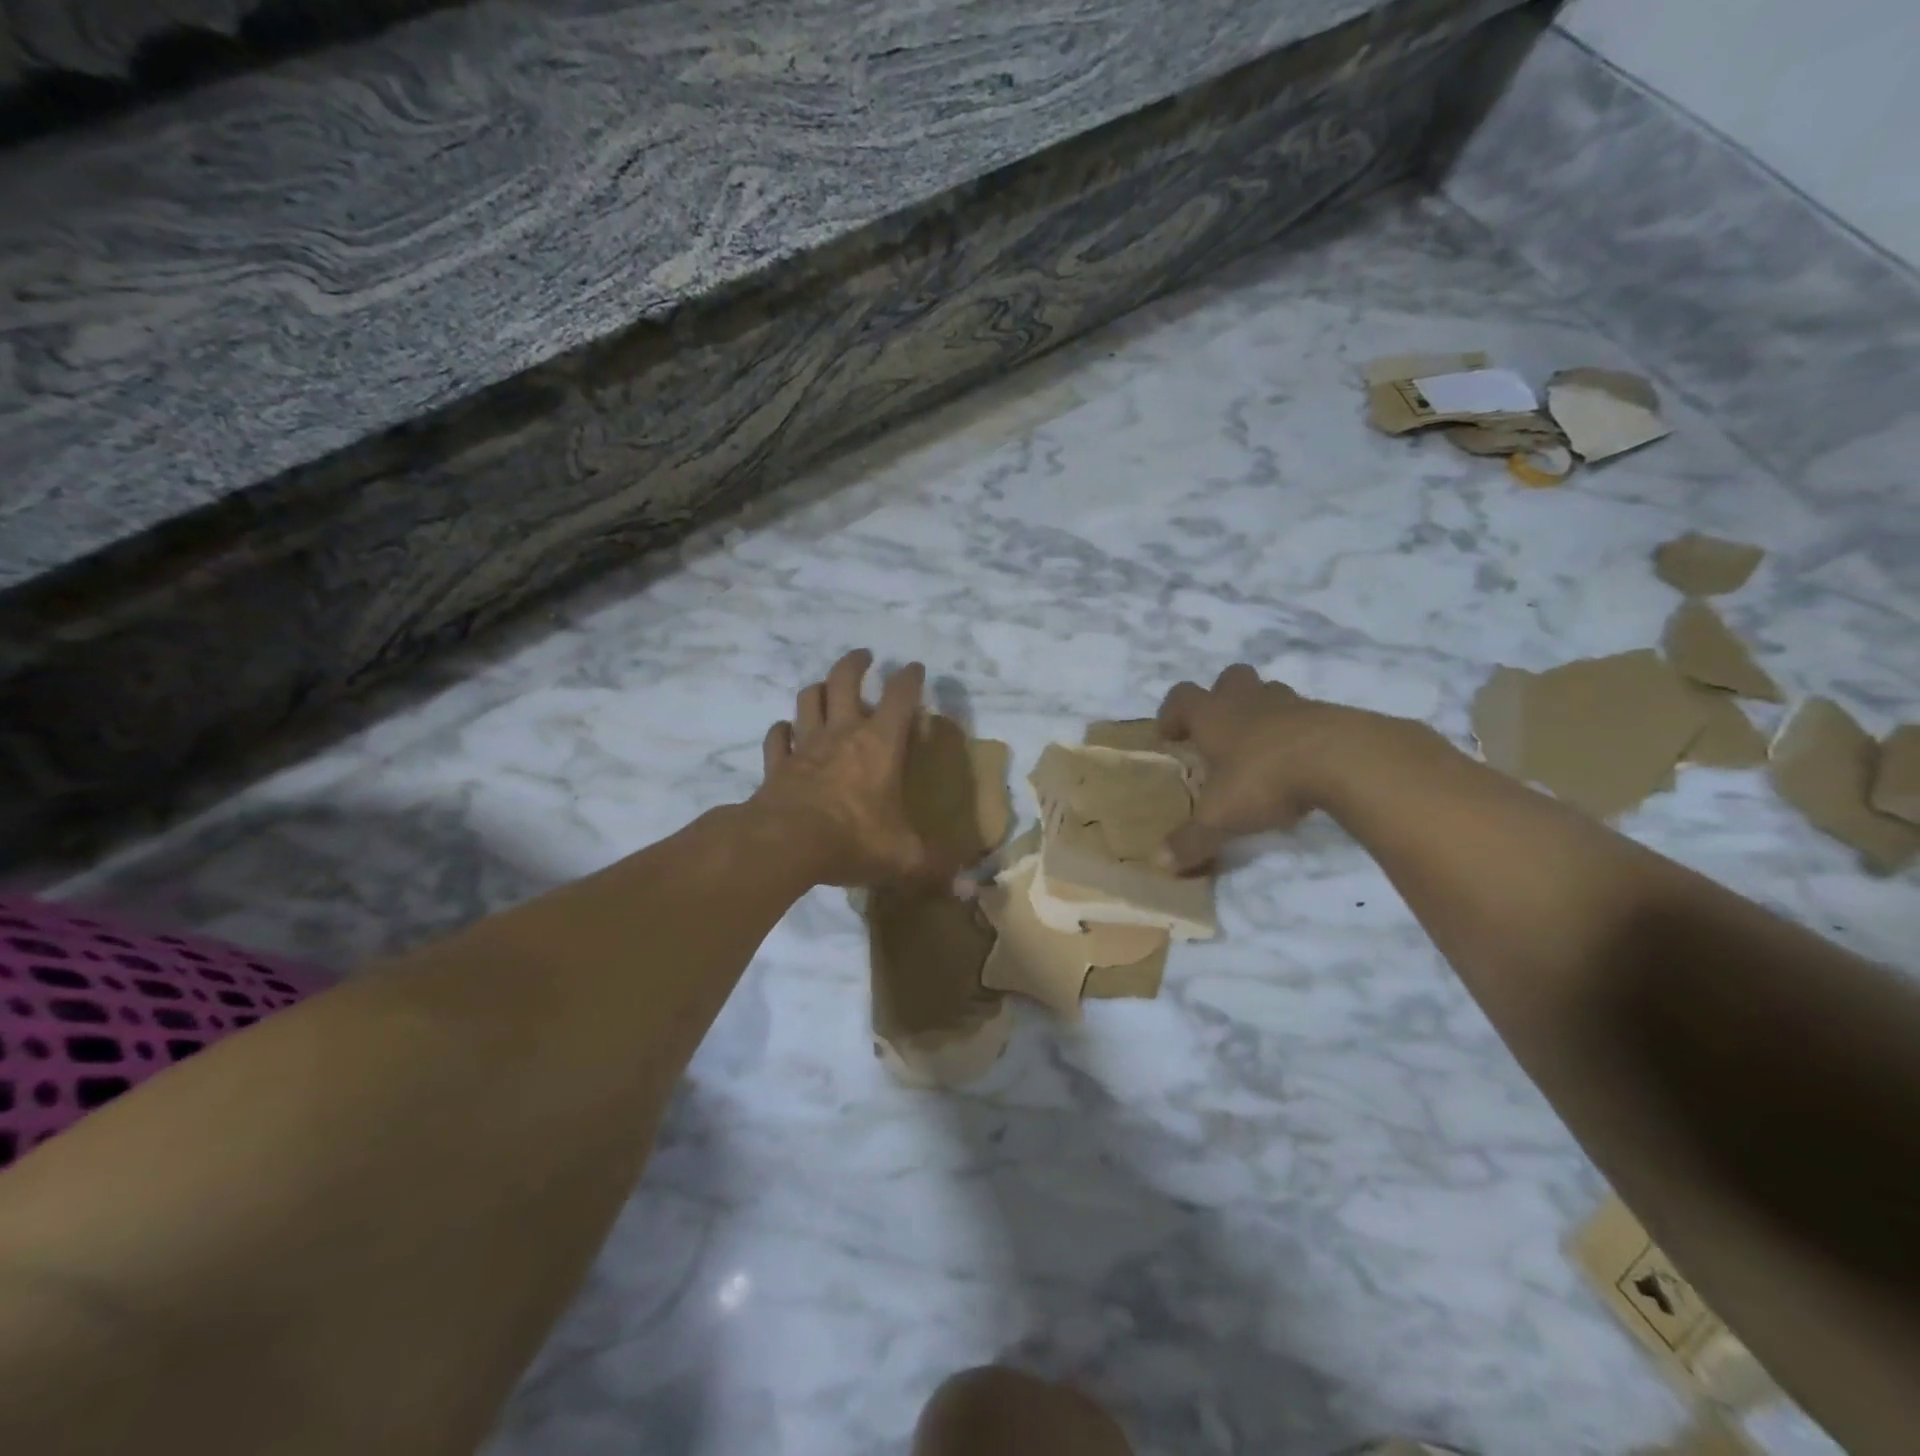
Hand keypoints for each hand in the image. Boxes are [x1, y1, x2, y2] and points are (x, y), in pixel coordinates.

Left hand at [753, 650, 954, 890]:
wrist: (786, 844)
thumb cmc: (853, 839)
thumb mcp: (904, 857)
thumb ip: (936, 868)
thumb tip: (971, 890)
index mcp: (880, 745)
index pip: (899, 696)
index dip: (909, 678)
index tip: (915, 668)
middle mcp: (842, 734)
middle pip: (844, 680)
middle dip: (856, 663)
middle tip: (865, 656)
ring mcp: (806, 747)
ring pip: (807, 700)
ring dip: (817, 688)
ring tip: (825, 686)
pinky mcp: (777, 765)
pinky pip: (777, 738)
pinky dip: (782, 731)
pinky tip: (786, 732)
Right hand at [1155, 665, 1356, 871]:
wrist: (1344, 760)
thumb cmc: (1266, 779)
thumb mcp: (1220, 818)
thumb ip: (1190, 840)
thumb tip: (1160, 862)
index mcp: (1214, 717)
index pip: (1182, 697)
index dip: (1172, 713)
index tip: (1170, 735)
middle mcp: (1249, 702)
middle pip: (1229, 678)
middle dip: (1221, 698)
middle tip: (1220, 731)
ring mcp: (1293, 704)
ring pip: (1271, 693)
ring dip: (1262, 713)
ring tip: (1262, 749)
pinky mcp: (1331, 716)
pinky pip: (1307, 717)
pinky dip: (1299, 734)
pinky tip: (1302, 765)